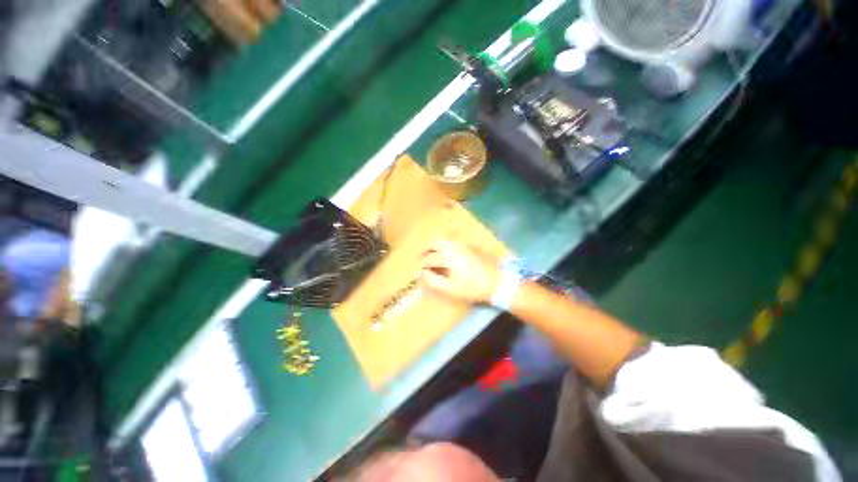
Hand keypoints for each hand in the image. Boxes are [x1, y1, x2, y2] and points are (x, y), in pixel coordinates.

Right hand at [419, 240, 501, 303]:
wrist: (498, 281)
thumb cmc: (473, 287)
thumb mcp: (451, 288)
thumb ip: (433, 280)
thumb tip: (421, 273)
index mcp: (448, 255)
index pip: (429, 258)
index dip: (421, 266)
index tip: (416, 273)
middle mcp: (454, 245)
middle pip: (434, 243)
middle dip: (425, 251)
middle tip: (421, 261)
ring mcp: (463, 244)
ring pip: (443, 241)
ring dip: (434, 247)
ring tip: (432, 258)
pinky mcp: (470, 245)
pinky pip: (452, 242)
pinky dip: (444, 247)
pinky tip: (446, 256)